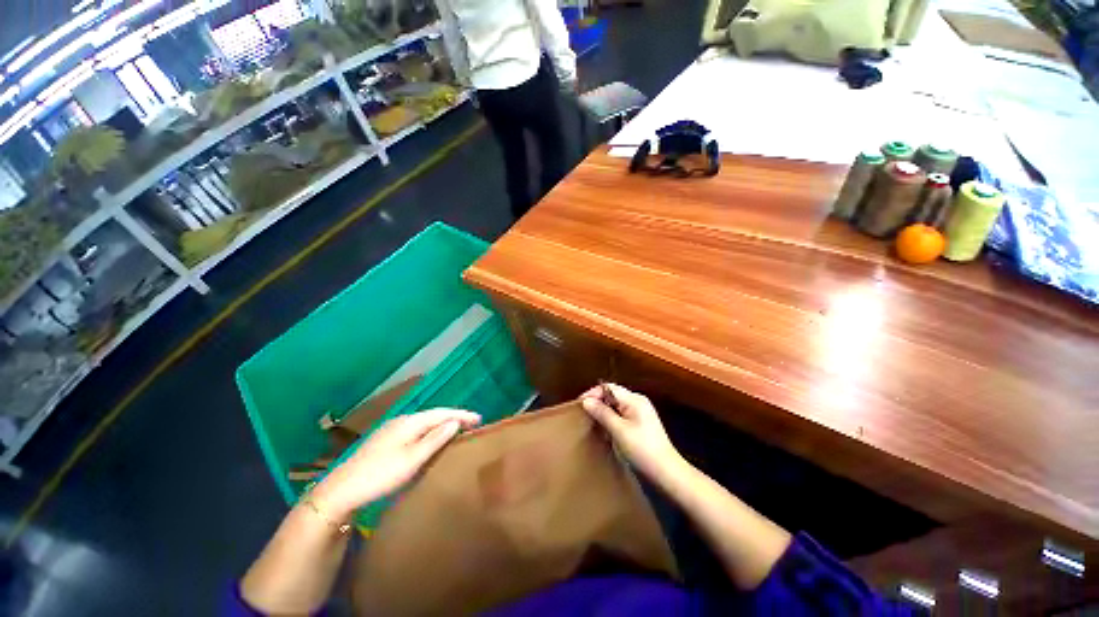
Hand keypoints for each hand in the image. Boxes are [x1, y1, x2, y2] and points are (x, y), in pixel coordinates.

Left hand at [310, 409, 480, 518]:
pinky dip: (428, 432)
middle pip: (432, 415)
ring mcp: (390, 430)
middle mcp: (401, 421)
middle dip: (452, 418)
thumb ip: (435, 439)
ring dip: (440, 425)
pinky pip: (414, 430)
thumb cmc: (381, 475)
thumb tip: (454, 422)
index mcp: (409, 422)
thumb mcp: (412, 459)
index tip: (479, 418)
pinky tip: (430, 440)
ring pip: (422, 423)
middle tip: (470, 425)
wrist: (340, 491)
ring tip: (455, 430)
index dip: (461, 414)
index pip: (441, 413)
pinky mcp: (384, 441)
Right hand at [580, 384, 683, 481]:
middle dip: (597, 401)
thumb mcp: (619, 430)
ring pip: (616, 405)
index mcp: (634, 399)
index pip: (609, 387)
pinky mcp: (641, 423)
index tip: (579, 405)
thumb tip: (586, 401)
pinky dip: (611, 418)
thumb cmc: (642, 449)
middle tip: (583, 412)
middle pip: (613, 394)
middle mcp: (638, 401)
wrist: (667, 471)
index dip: (593, 393)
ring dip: (603, 410)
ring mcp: (641, 412)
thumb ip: (602, 413)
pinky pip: (621, 414)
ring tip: (590, 420)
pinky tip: (604, 428)